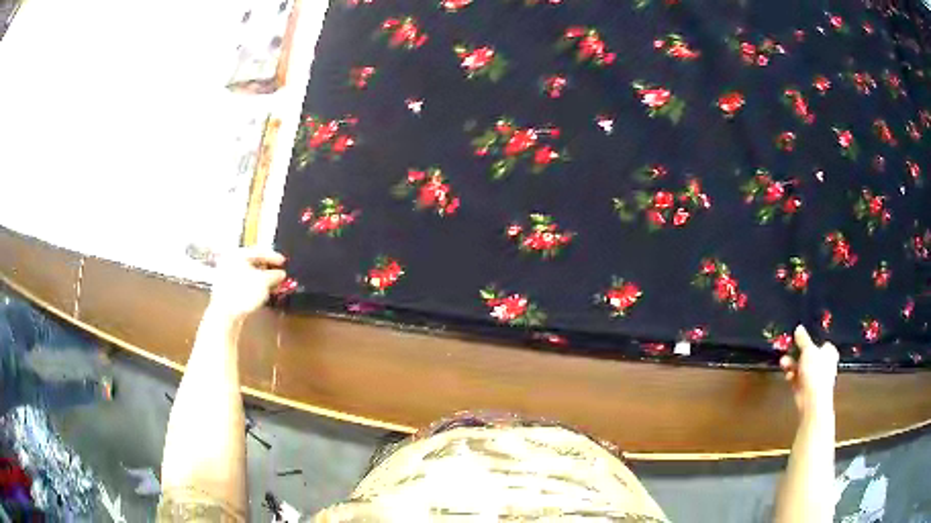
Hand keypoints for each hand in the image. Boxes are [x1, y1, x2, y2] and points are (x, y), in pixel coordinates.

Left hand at [207, 247, 286, 320]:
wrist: (226, 313)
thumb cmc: (241, 293)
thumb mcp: (264, 281)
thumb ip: (275, 275)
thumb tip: (280, 274)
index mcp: (237, 255)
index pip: (259, 251)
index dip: (273, 257)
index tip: (283, 262)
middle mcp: (230, 263)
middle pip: (254, 263)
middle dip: (268, 270)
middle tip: (279, 275)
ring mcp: (228, 277)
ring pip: (250, 275)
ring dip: (263, 280)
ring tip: (274, 286)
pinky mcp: (228, 290)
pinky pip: (245, 284)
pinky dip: (256, 287)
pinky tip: (264, 293)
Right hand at [780, 325, 838, 414]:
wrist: (812, 400)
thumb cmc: (816, 371)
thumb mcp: (808, 350)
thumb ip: (803, 339)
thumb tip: (799, 328)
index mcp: (829, 352)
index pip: (821, 342)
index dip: (812, 340)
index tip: (800, 338)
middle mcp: (823, 364)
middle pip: (809, 355)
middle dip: (798, 353)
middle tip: (789, 349)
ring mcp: (814, 377)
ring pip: (802, 367)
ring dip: (792, 364)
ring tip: (783, 362)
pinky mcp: (805, 388)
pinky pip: (797, 379)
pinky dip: (792, 376)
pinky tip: (787, 375)